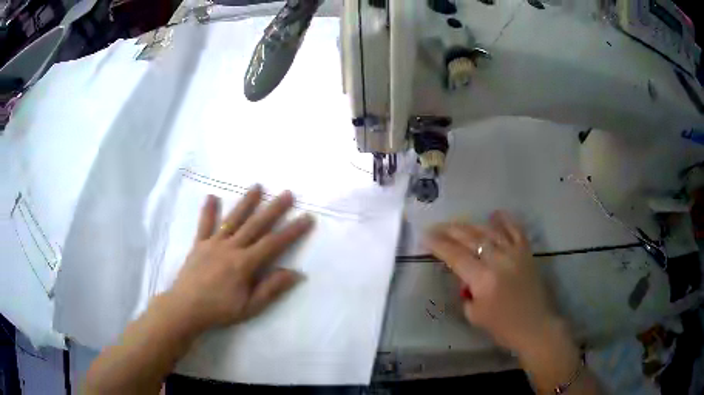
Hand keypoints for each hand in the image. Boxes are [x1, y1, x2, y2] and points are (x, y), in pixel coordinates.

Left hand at [168, 186, 313, 332]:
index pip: (273, 243)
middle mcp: (230, 248)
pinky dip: (208, 211)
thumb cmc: (220, 310)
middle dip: (273, 209)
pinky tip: (212, 196)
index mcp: (244, 263)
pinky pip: (204, 225)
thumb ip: (271, 288)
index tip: (307, 218)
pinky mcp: (199, 244)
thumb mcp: (250, 306)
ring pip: (232, 220)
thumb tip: (296, 273)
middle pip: (255, 225)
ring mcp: (213, 243)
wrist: (186, 308)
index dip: (292, 231)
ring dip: (246, 202)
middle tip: (287, 194)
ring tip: (257, 186)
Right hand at [424, 211, 558, 355]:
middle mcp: (498, 260)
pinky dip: (505, 220)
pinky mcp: (526, 252)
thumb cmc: (503, 327)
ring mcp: (514, 253)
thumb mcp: (475, 314)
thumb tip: (465, 277)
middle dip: (450, 231)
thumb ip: (467, 292)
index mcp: (483, 279)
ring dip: (471, 225)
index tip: (425, 236)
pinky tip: (494, 214)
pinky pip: (516, 230)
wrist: (535, 326)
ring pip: (489, 231)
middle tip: (436, 227)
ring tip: (457, 223)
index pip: (455, 255)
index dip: (438, 244)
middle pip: (470, 239)